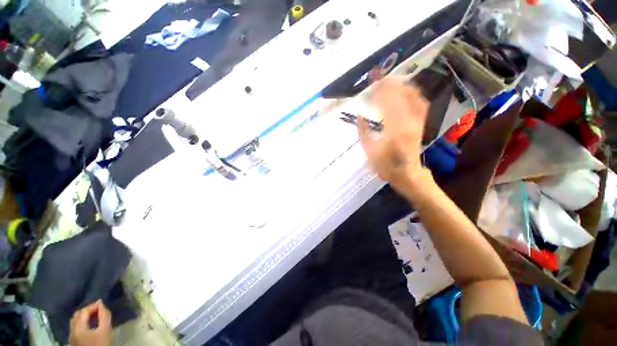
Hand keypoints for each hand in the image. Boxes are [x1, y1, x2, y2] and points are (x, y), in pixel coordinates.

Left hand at [69, 300, 112, 345]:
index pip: (84, 311)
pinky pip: (76, 326)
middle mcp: (72, 331)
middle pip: (77, 315)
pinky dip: (82, 321)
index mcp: (78, 328)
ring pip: (75, 321)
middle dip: (88, 310)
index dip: (93, 305)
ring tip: (95, 315)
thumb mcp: (106, 329)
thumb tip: (102, 304)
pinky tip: (90, 323)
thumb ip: (104, 315)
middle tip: (99, 308)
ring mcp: (72, 336)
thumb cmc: (102, 343)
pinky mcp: (74, 340)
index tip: (103, 303)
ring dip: (84, 315)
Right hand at [358, 78, 428, 185]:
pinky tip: (406, 91)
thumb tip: (360, 114)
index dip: (378, 89)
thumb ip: (363, 131)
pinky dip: (413, 94)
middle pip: (400, 95)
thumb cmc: (385, 165)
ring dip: (401, 86)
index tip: (371, 82)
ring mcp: (417, 122)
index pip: (386, 101)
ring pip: (413, 96)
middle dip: (388, 83)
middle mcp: (408, 122)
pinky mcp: (421, 124)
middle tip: (378, 78)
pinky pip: (421, 104)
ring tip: (390, 81)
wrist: (407, 174)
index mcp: (393, 129)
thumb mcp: (369, 150)